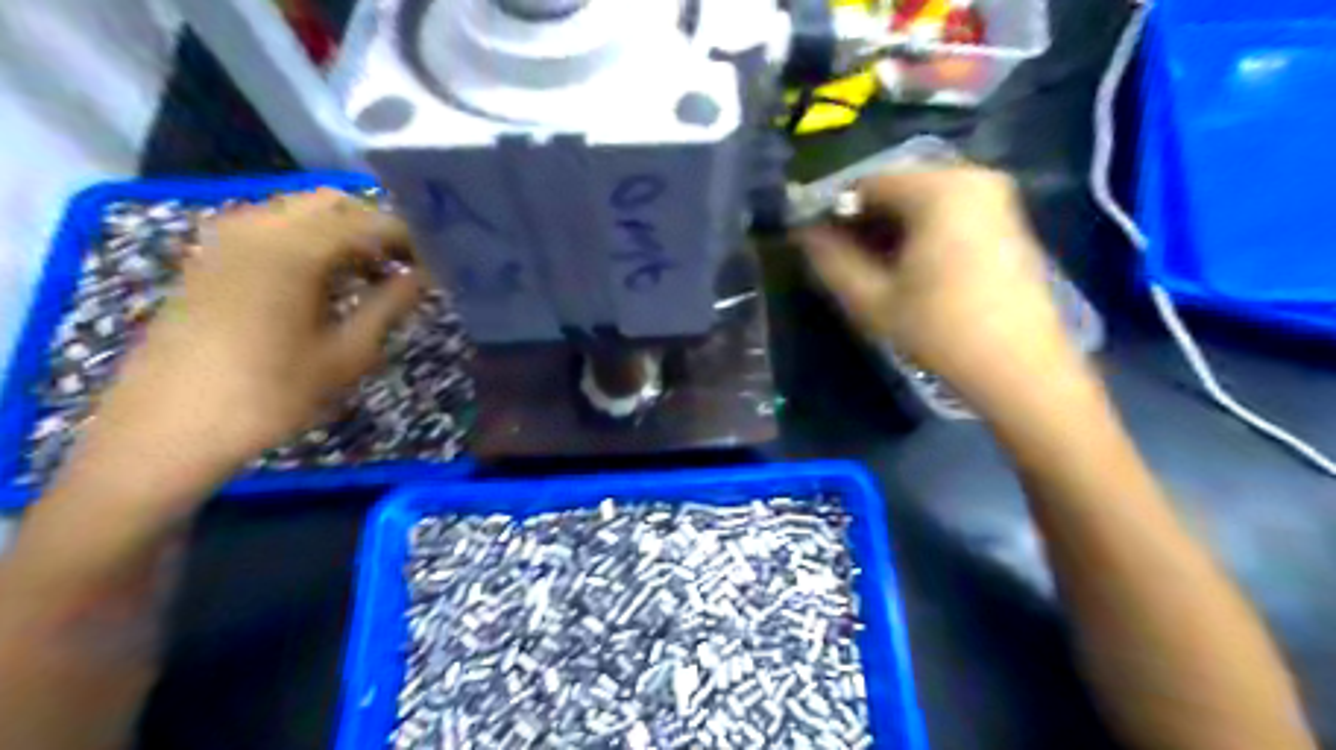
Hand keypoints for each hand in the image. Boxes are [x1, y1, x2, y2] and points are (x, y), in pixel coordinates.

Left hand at [91, 189, 418, 462]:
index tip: (439, 263)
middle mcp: (258, 227)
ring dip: (342, 232)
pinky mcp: (210, 257)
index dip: (411, 238)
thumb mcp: (346, 355)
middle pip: (334, 204)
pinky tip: (325, 282)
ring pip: (300, 212)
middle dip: (376, 227)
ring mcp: (227, 239)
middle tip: (406, 265)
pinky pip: (272, 228)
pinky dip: (309, 241)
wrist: (168, 427)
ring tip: (372, 276)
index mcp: (294, 249)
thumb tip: (425, 277)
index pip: (370, 223)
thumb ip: (390, 306)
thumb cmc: (270, 395)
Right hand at [798, 166, 1076, 409]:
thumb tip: (803, 233)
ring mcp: (995, 198)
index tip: (812, 244)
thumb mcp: (873, 299)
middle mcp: (972, 177)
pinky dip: (919, 232)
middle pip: (896, 188)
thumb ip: (831, 260)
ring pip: (920, 201)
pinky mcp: (1006, 221)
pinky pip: (947, 212)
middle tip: (840, 260)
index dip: (832, 210)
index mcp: (940, 188)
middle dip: (862, 220)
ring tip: (870, 269)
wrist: (1021, 369)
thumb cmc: (941, 330)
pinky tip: (906, 269)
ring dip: (888, 228)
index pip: (866, 182)